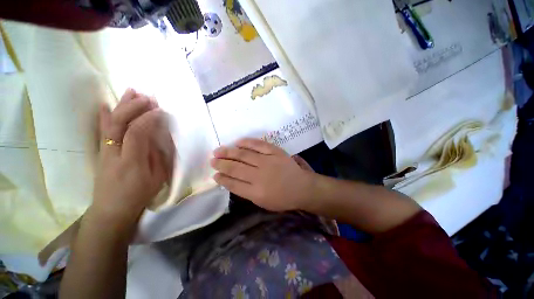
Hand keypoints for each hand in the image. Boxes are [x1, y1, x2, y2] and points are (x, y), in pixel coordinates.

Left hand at [89, 89, 170, 228]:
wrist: (111, 209)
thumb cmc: (139, 195)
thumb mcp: (157, 178)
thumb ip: (158, 156)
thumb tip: (157, 138)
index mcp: (131, 161)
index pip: (137, 133)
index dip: (148, 119)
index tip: (160, 110)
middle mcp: (114, 153)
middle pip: (119, 123)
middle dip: (134, 107)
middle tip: (148, 97)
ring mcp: (104, 151)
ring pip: (110, 123)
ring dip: (121, 106)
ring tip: (132, 92)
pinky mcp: (100, 151)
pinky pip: (102, 130)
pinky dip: (103, 115)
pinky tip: (105, 104)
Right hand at [211, 138, 314, 211]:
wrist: (302, 187)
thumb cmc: (283, 198)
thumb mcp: (263, 202)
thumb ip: (246, 192)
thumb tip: (231, 180)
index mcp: (256, 192)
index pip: (233, 184)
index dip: (222, 178)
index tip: (214, 174)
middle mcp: (259, 176)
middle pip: (235, 168)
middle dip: (221, 164)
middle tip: (212, 160)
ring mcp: (268, 162)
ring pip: (244, 155)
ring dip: (229, 152)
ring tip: (218, 150)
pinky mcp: (275, 152)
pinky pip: (259, 144)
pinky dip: (247, 142)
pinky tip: (238, 142)